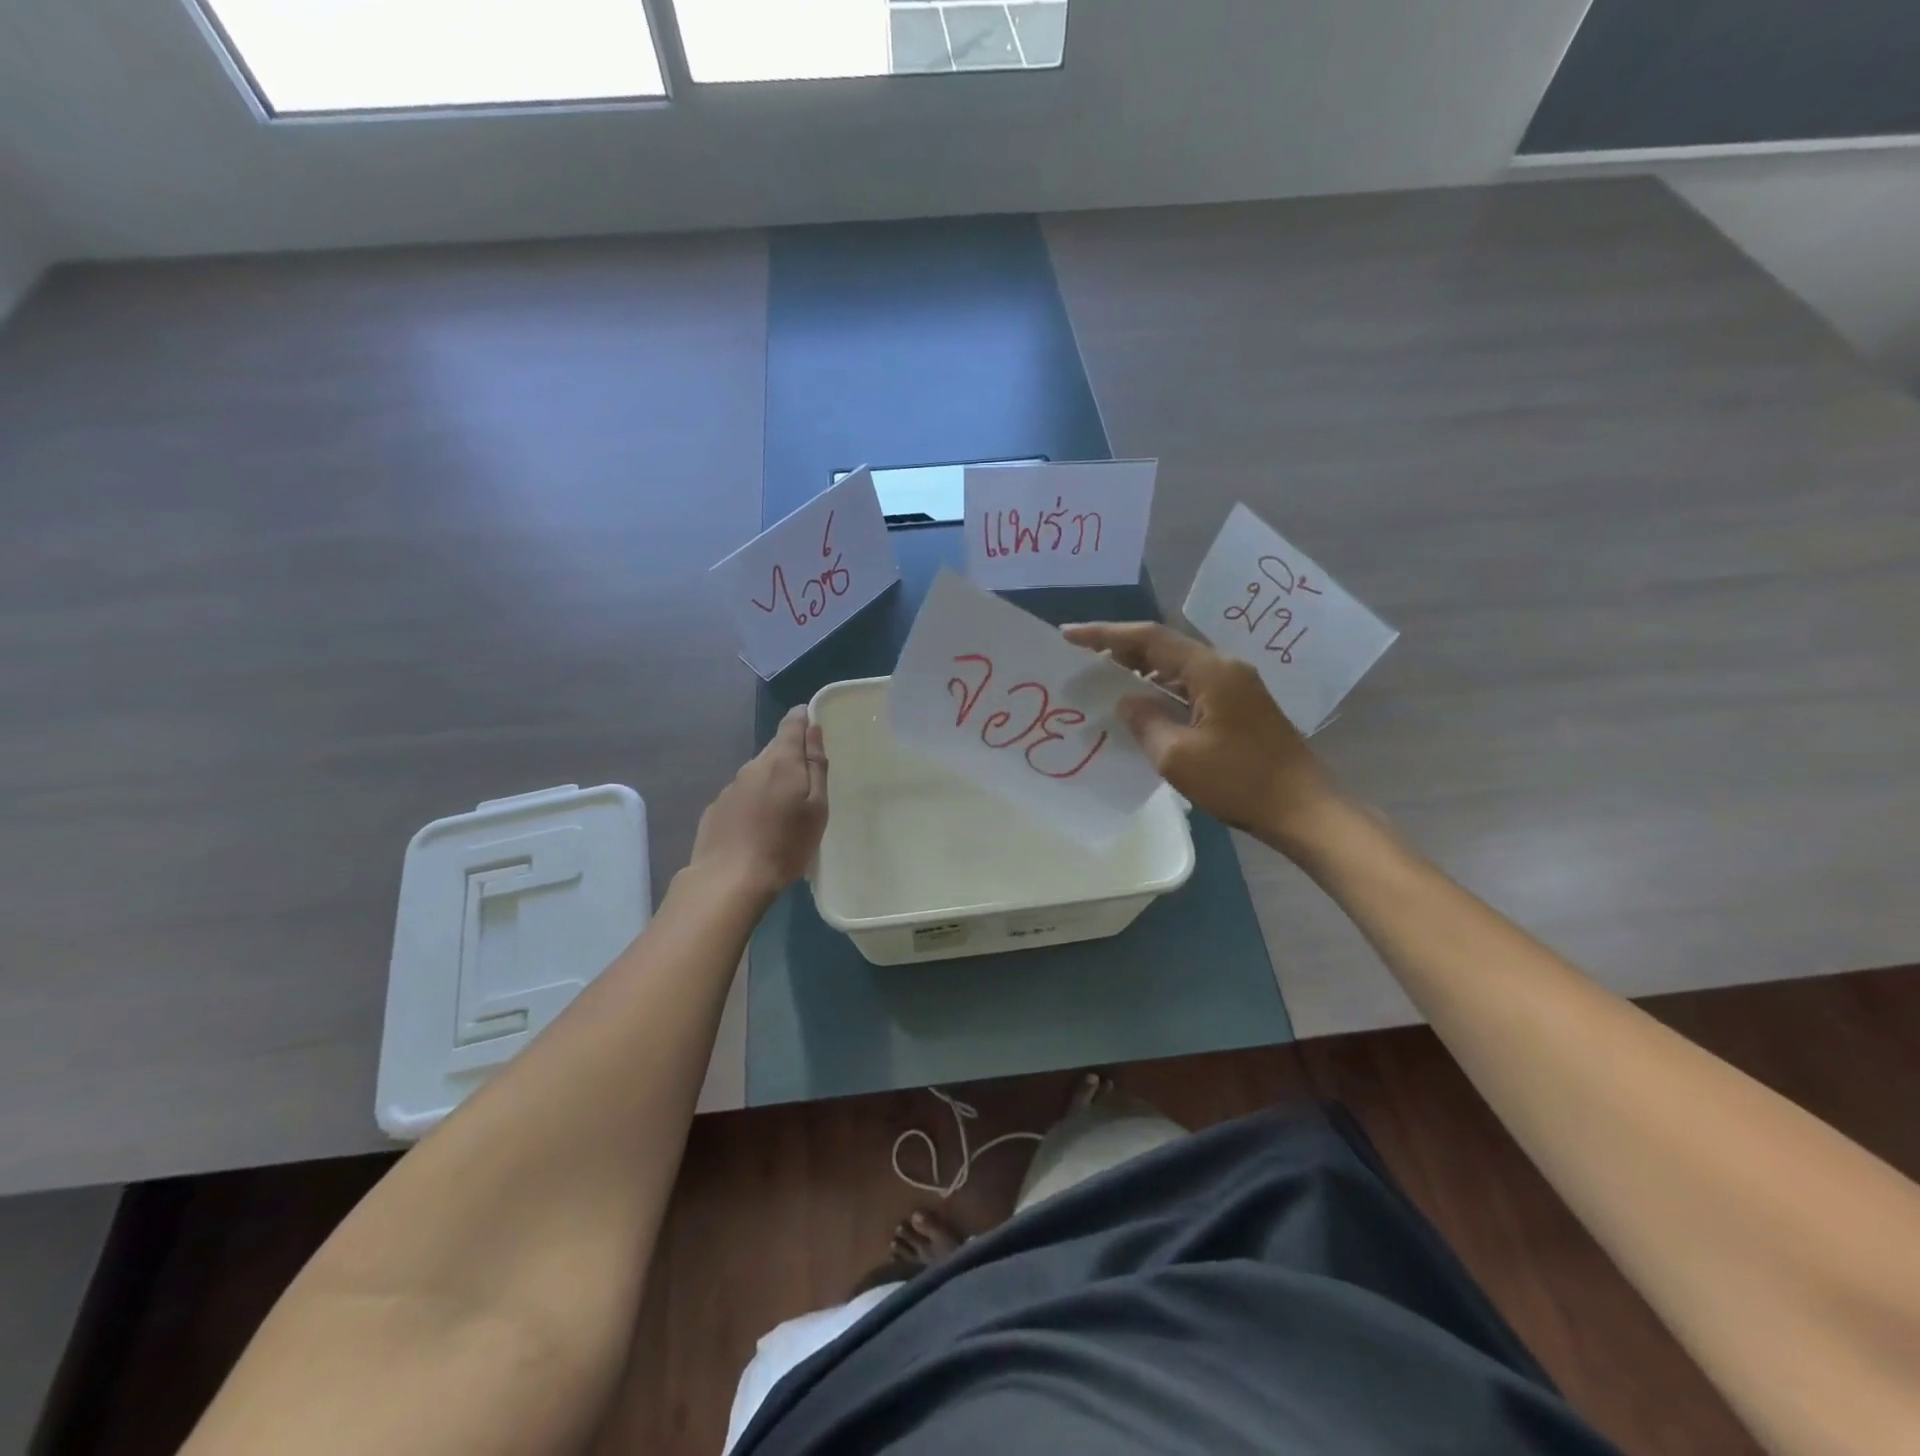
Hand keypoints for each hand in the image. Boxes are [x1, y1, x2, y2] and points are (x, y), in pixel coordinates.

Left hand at [688, 707, 829, 901]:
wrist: (730, 879)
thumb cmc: (785, 844)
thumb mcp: (816, 808)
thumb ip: (816, 766)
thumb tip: (813, 729)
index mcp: (781, 761)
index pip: (791, 724)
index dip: (803, 719)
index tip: (813, 725)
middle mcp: (752, 766)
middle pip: (775, 749)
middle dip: (790, 757)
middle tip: (807, 781)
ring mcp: (730, 787)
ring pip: (757, 774)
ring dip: (771, 782)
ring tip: (784, 810)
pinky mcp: (716, 809)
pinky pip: (741, 796)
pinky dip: (753, 802)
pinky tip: (758, 827)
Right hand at [1063, 622, 1340, 850]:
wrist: (1303, 810)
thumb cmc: (1240, 781)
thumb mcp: (1178, 756)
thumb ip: (1145, 721)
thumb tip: (1127, 701)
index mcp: (1211, 671)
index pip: (1150, 639)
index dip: (1106, 635)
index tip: (1069, 634)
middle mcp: (1225, 669)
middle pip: (1165, 648)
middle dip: (1122, 650)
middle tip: (1082, 658)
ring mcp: (1237, 688)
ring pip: (1178, 669)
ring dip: (1142, 672)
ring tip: (1105, 681)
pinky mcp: (1240, 709)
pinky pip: (1191, 688)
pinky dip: (1162, 692)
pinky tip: (1143, 708)